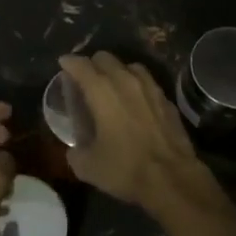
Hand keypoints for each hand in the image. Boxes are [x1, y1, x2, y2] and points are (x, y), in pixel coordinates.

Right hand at [57, 52, 205, 210]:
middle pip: (105, 58)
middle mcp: (125, 80)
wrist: (172, 178)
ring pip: (129, 66)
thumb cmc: (125, 168)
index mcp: (101, 91)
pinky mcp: (166, 99)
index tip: (63, 64)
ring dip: (117, 72)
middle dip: (92, 64)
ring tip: (112, 87)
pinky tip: (136, 101)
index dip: (69, 62)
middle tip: (86, 79)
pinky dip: (137, 86)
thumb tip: (75, 149)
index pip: (80, 65)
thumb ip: (75, 151)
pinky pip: (147, 82)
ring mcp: (149, 87)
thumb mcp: (87, 167)